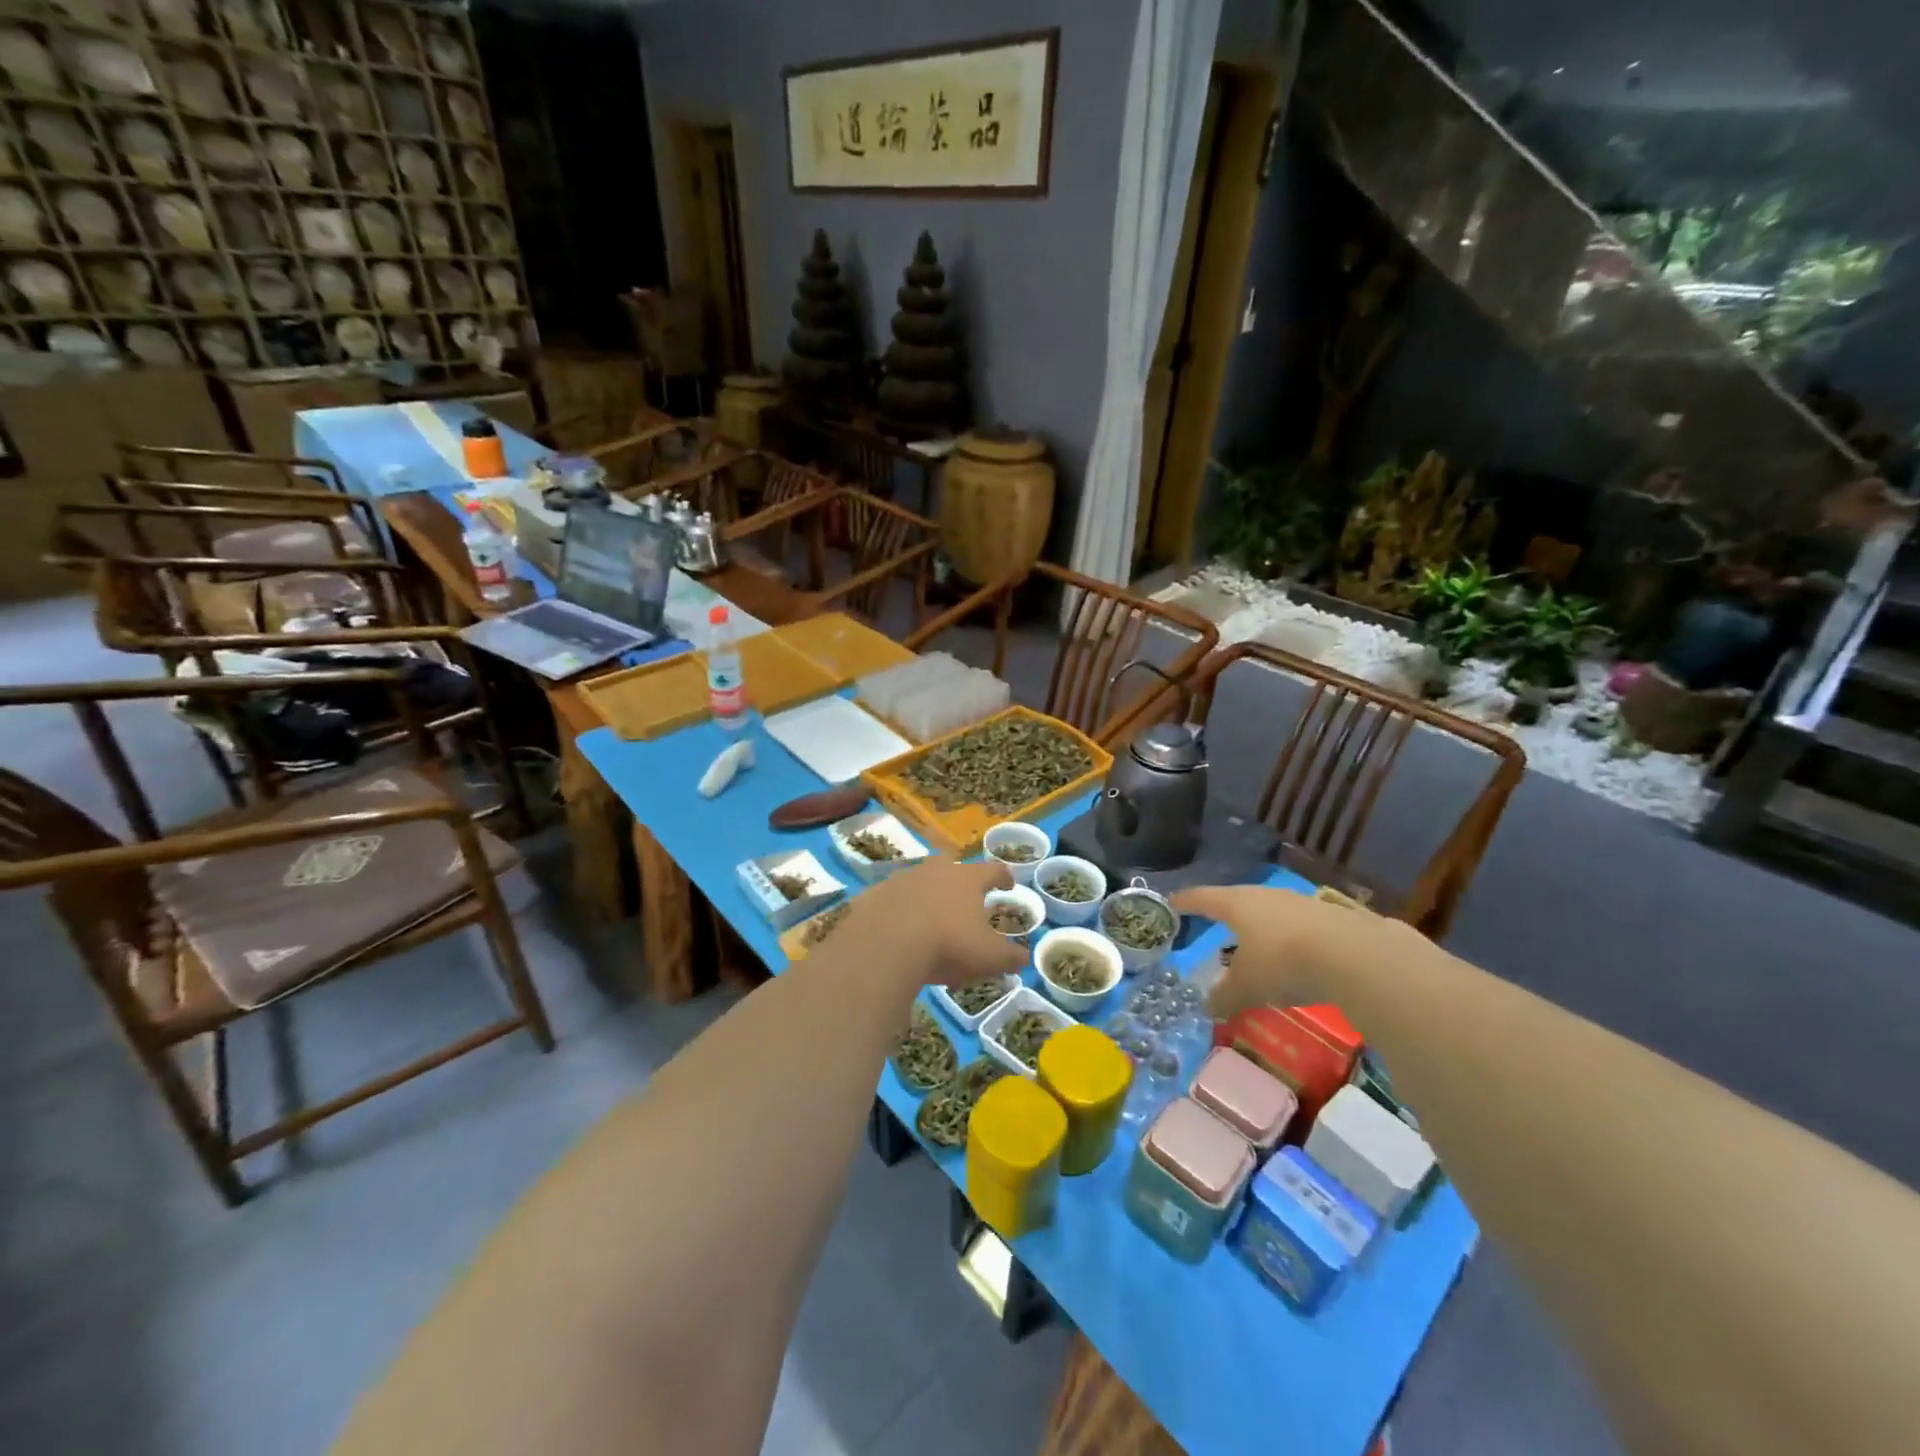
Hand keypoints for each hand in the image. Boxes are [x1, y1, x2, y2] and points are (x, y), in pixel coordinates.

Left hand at [845, 856, 1027, 988]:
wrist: (885, 944)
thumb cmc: (948, 944)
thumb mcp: (988, 957)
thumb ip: (1010, 957)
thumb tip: (1024, 959)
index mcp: (968, 879)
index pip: (993, 870)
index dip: (1003, 877)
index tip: (1008, 884)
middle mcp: (936, 870)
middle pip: (953, 868)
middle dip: (960, 882)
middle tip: (964, 902)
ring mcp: (903, 878)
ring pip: (921, 881)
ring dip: (928, 895)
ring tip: (930, 920)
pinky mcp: (876, 893)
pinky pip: (893, 899)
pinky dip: (899, 910)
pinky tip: (898, 930)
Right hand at [1171, 884, 1418, 1021]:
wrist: (1355, 955)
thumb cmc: (1283, 962)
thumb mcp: (1246, 987)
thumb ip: (1224, 997)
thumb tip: (1208, 1007)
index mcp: (1237, 904)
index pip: (1203, 898)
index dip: (1186, 901)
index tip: (1173, 901)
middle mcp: (1266, 896)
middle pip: (1239, 901)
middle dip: (1228, 914)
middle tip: (1217, 924)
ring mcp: (1302, 903)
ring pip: (1273, 913)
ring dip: (1264, 929)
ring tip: (1259, 949)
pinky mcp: (1333, 918)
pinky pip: (1302, 929)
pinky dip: (1294, 942)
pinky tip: (1299, 960)